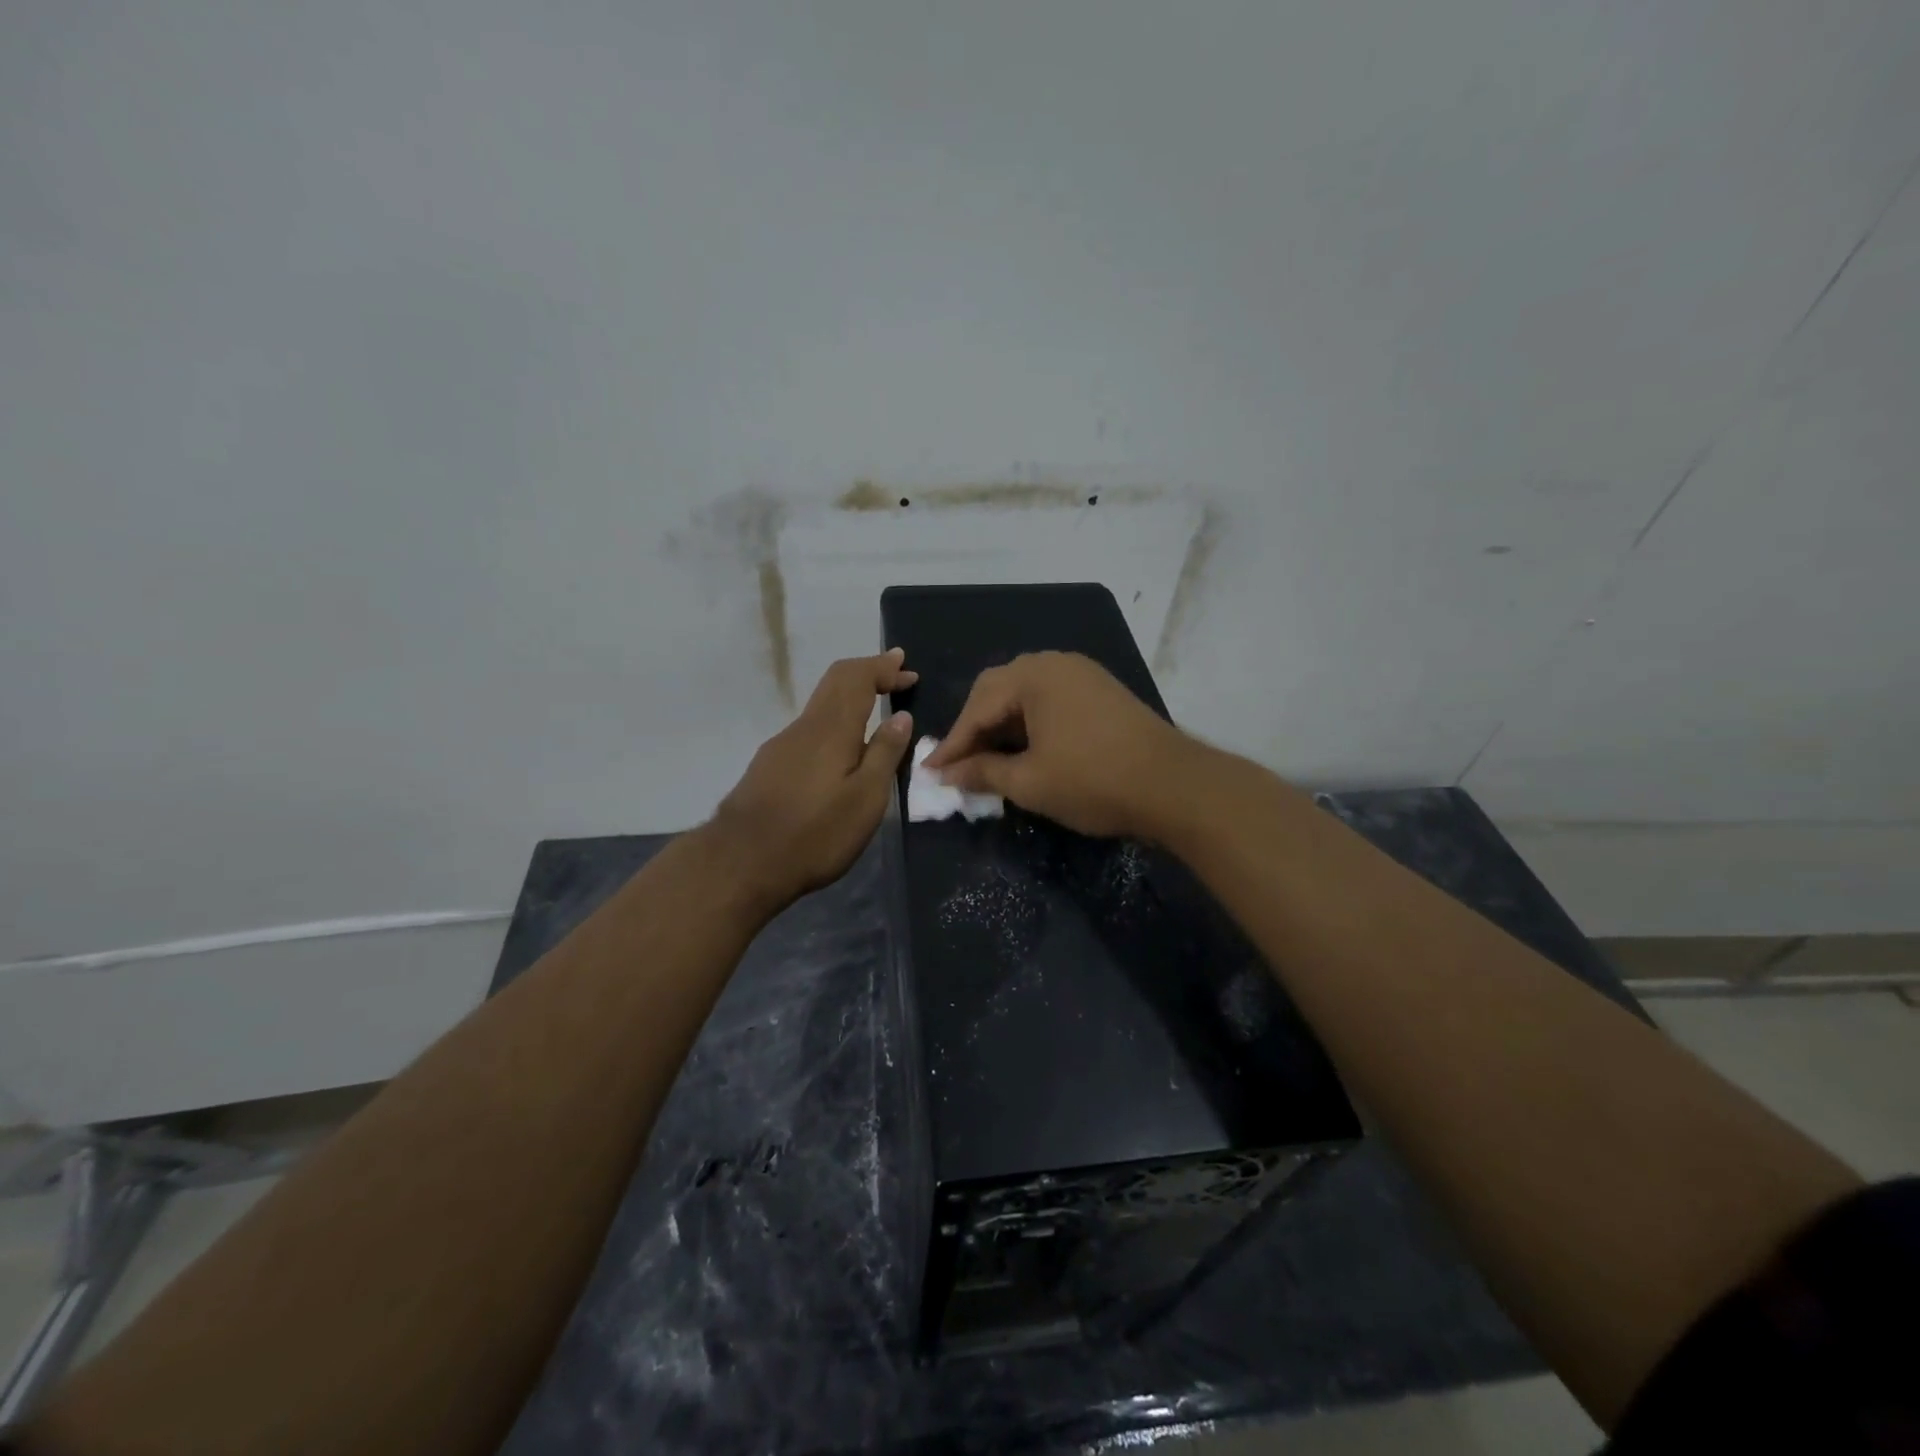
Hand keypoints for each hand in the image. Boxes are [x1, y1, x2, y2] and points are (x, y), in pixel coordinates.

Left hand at [709, 649, 916, 910]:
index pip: (858, 678)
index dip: (883, 668)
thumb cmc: (815, 833)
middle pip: (835, 682)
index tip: (907, 668)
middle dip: (868, 672)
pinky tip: (843, 747)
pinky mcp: (770, 765)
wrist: (741, 862)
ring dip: (851, 697)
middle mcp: (805, 726)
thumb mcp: (865, 799)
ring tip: (876, 710)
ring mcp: (782, 745)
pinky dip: (835, 721)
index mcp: (832, 728)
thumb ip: (885, 754)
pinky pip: (810, 728)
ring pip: (821, 705)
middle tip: (895, 673)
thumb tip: (900, 716)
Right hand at [923, 651, 1199, 839]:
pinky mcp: (1101, 690)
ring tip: (987, 758)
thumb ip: (982, 773)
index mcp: (1033, 676)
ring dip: (1001, 724)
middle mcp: (1055, 663)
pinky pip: (1050, 698)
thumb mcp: (1030, 782)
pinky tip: (1025, 747)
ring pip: (1025, 693)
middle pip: (998, 690)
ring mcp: (1082, 673)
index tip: (930, 772)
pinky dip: (1029, 722)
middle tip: (957, 763)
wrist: (1175, 786)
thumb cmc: (1094, 781)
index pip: (977, 708)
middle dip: (974, 728)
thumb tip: (948, 775)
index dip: (952, 744)